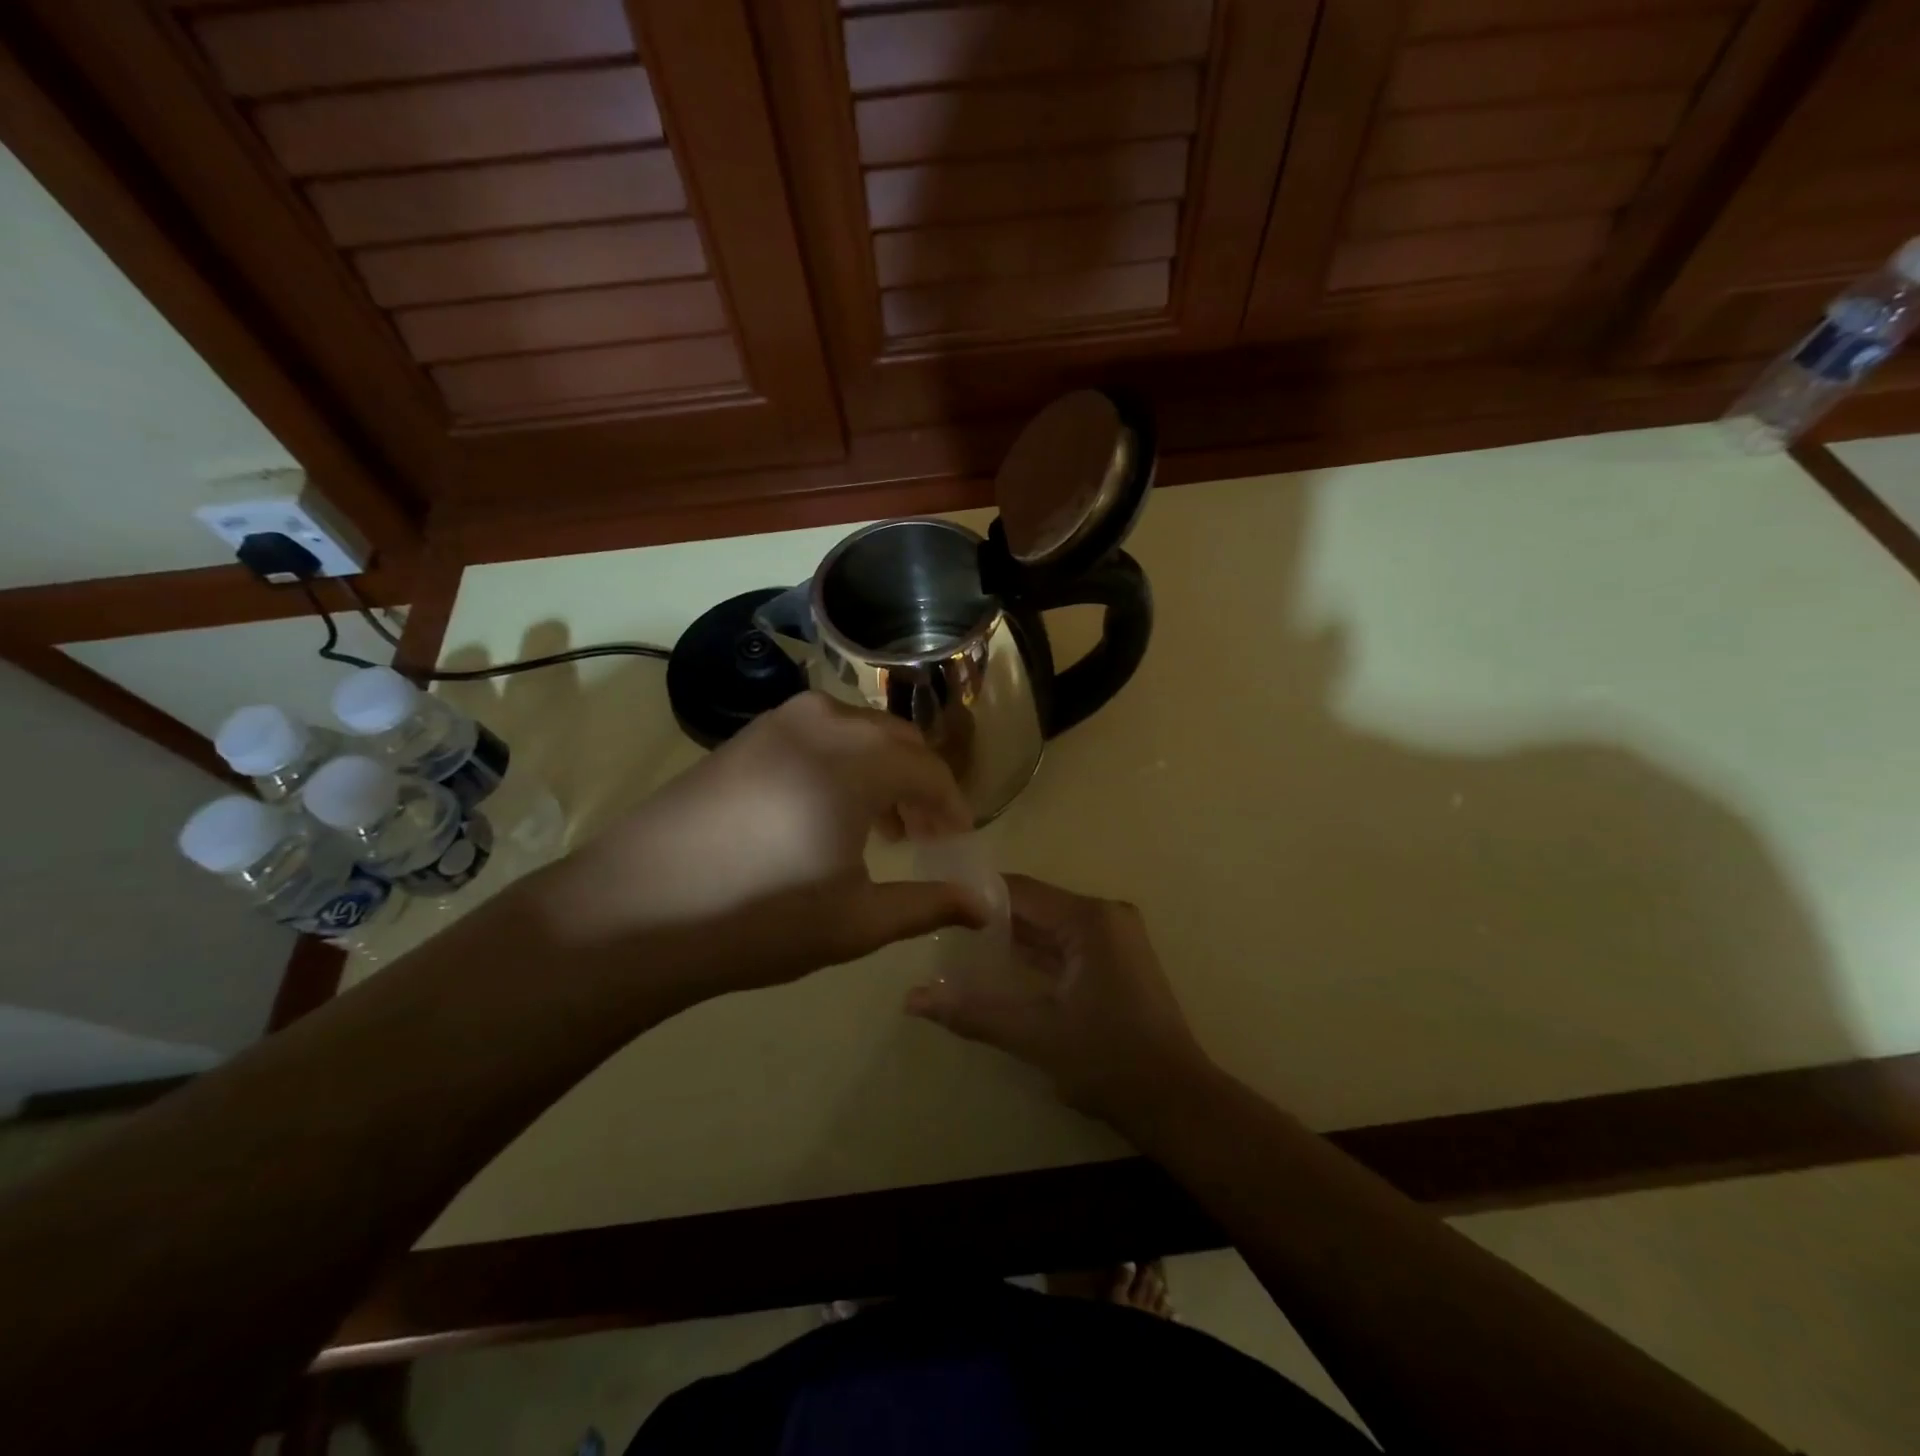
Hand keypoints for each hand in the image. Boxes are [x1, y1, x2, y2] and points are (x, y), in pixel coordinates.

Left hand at [527, 692, 986, 998]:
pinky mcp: (743, 737)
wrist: (633, 911)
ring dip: (881, 770)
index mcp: (856, 761)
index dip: (952, 808)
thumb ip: (928, 905)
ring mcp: (776, 723)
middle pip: (897, 740)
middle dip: (920, 784)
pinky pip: (816, 735)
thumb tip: (984, 905)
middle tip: (923, 835)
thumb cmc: (757, 920)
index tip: (957, 843)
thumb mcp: (855, 922)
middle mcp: (822, 723)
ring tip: (878, 826)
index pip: (930, 770)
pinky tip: (825, 811)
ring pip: (857, 732)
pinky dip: (841, 763)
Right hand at [905, 875, 1212, 1127]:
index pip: (1021, 891)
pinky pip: (1066, 944)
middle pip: (1036, 906)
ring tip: (959, 944)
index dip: (977, 895)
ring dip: (1012, 937)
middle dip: (990, 918)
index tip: (937, 903)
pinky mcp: (1118, 960)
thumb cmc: (1108, 1061)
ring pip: (1050, 926)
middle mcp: (1105, 916)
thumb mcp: (1035, 1035)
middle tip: (940, 927)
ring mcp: (1115, 938)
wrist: (1176, 1102)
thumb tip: (912, 1000)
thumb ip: (972, 1012)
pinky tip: (999, 966)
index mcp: (1090, 919)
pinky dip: (1036, 954)